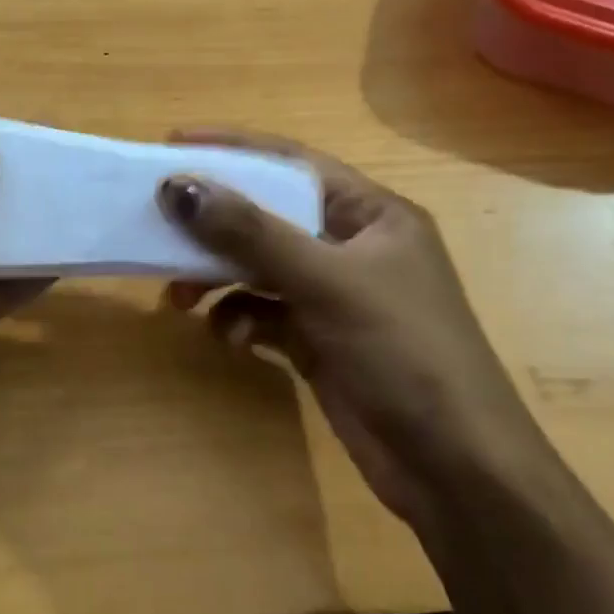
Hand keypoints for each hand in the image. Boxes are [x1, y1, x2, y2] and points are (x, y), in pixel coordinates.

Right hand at [158, 129, 551, 528]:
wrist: (454, 469)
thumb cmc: (403, 353)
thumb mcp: (326, 282)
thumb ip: (250, 233)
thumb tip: (178, 186)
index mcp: (371, 214)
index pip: (291, 162)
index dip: (232, 148)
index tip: (172, 144)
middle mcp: (351, 246)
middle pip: (267, 216)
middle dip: (214, 224)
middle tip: (159, 225)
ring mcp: (334, 295)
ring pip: (258, 267)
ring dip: (216, 277)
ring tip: (177, 296)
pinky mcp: (318, 339)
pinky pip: (263, 312)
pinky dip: (238, 318)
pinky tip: (227, 336)